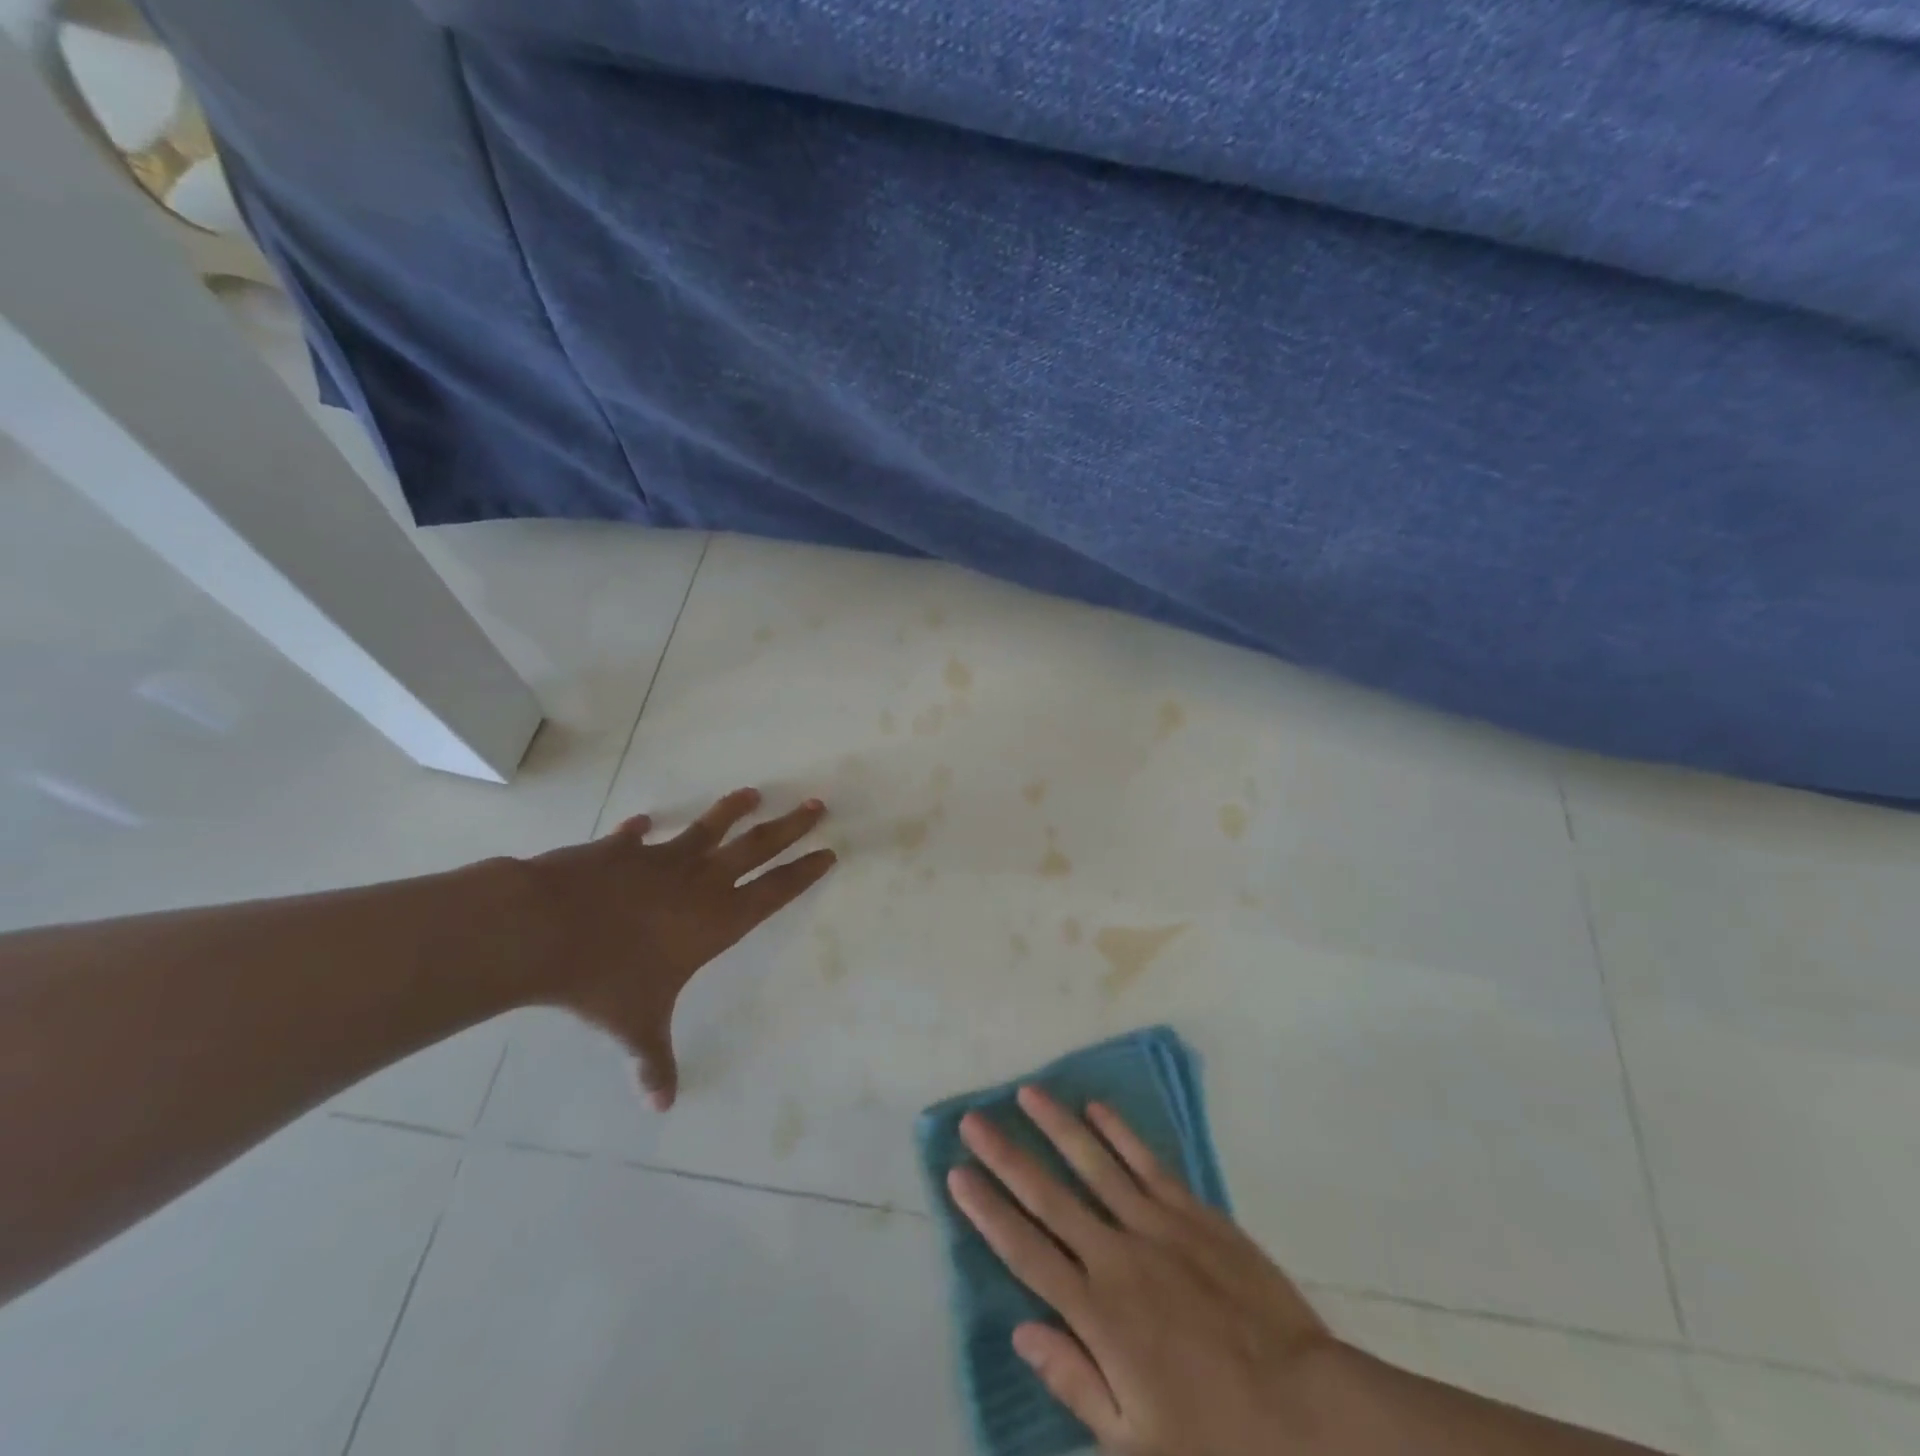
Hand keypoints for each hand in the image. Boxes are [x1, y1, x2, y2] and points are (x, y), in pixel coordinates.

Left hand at [522, 787, 834, 1109]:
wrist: (544, 929)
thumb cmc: (604, 980)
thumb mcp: (636, 1026)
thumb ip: (653, 1061)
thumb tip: (662, 1106)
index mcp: (715, 921)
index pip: (774, 892)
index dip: (803, 873)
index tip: (828, 852)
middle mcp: (698, 882)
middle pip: (756, 848)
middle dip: (790, 828)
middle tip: (817, 806)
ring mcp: (660, 860)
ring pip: (709, 828)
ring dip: (733, 810)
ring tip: (754, 793)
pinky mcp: (621, 850)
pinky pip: (638, 837)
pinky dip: (642, 830)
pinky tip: (644, 821)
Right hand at [948, 1087, 1332, 1455]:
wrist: (1306, 1409)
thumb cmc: (1215, 1436)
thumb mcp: (1136, 1441)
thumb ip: (1075, 1381)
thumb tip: (1021, 1331)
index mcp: (1097, 1314)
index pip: (1025, 1251)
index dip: (987, 1211)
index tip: (957, 1175)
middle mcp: (1116, 1256)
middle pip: (1048, 1196)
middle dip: (1006, 1156)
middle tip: (973, 1120)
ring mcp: (1156, 1226)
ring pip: (1094, 1163)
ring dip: (1057, 1126)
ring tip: (1027, 1094)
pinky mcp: (1193, 1212)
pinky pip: (1147, 1163)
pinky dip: (1120, 1133)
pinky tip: (1096, 1108)